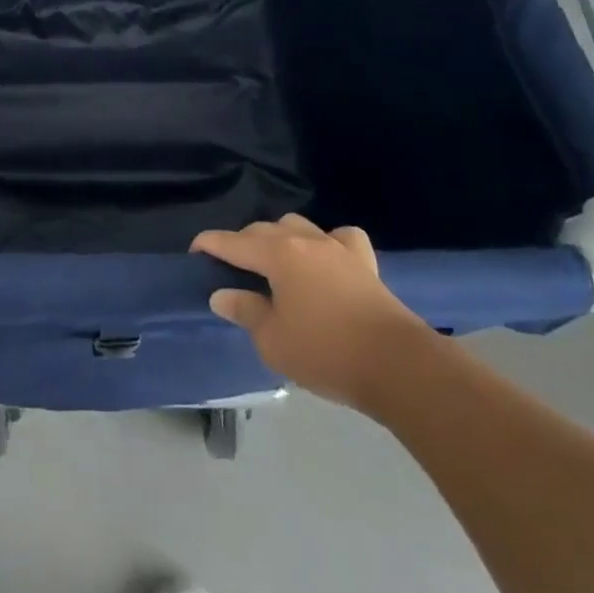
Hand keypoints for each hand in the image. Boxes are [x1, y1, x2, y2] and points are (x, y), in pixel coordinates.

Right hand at [191, 215, 432, 412]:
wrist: (398, 366)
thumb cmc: (326, 353)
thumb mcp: (273, 341)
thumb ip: (245, 311)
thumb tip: (222, 294)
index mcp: (277, 254)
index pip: (232, 242)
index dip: (209, 244)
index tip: (194, 251)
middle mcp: (304, 240)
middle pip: (263, 230)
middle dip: (242, 243)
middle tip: (231, 267)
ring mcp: (337, 248)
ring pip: (298, 226)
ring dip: (279, 238)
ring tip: (274, 262)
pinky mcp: (364, 262)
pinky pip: (340, 238)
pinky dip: (327, 242)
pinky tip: (326, 258)